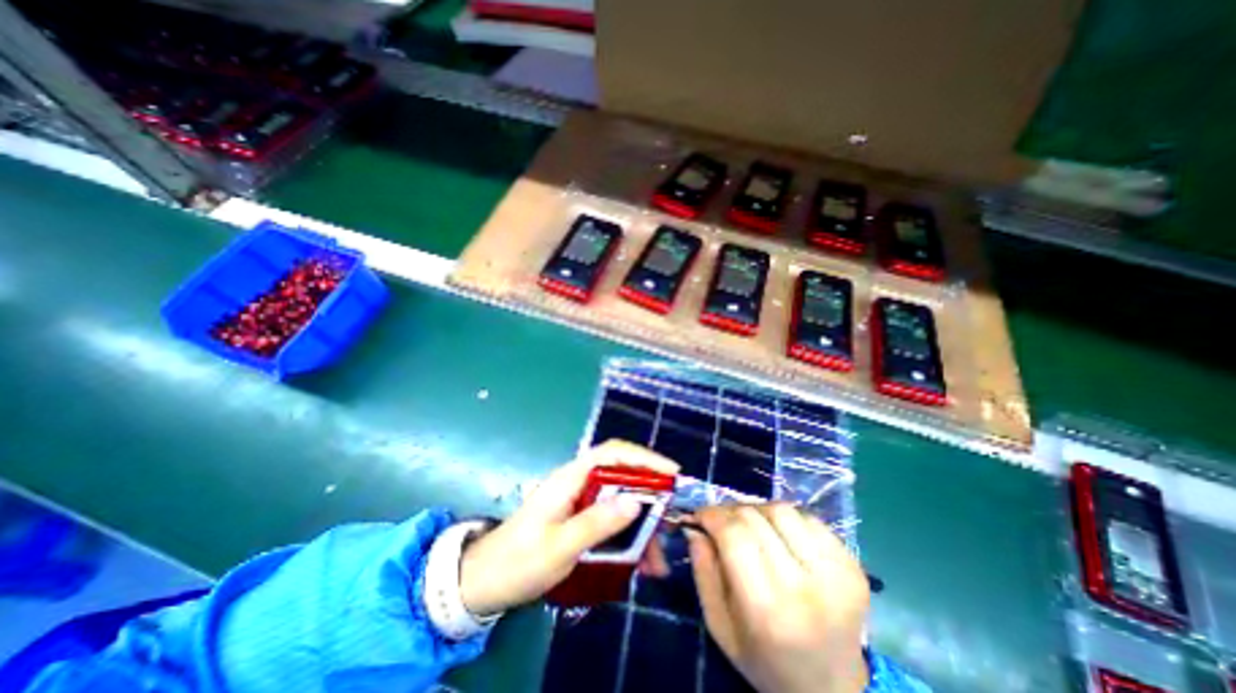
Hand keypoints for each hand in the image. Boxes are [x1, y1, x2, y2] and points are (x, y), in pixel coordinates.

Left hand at [461, 441, 679, 615]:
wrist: (484, 583)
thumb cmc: (518, 562)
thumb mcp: (559, 547)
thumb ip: (596, 523)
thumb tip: (636, 502)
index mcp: (571, 479)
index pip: (613, 453)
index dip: (644, 457)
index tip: (671, 473)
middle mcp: (578, 483)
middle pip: (622, 477)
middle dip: (648, 498)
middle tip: (669, 522)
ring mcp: (579, 501)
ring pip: (620, 502)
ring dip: (640, 526)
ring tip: (657, 559)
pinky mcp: (579, 518)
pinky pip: (611, 520)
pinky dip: (628, 537)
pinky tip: (639, 563)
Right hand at [687, 504, 867, 692]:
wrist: (833, 690)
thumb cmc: (765, 660)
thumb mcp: (720, 626)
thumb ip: (703, 572)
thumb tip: (695, 526)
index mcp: (767, 610)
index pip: (734, 535)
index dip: (712, 515)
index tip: (700, 515)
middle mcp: (804, 587)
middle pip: (756, 518)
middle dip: (730, 511)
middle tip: (721, 520)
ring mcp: (835, 574)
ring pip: (782, 510)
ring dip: (759, 511)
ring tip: (752, 527)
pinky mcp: (853, 565)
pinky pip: (809, 519)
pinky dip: (787, 519)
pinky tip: (782, 537)